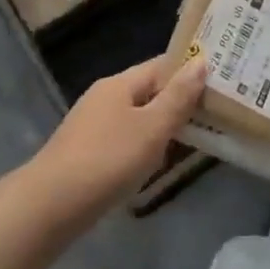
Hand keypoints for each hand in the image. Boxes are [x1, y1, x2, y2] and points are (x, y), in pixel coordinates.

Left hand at [29, 55, 207, 222]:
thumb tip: (200, 63)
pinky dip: (143, 145)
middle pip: (148, 90)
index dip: (188, 70)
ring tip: (192, 139)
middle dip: (177, 100)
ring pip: (136, 116)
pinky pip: (124, 138)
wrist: (51, 205)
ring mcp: (92, 124)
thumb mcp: (151, 129)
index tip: (218, 79)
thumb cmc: (108, 160)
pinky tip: (153, 163)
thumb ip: (177, 98)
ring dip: (161, 125)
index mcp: (119, 84)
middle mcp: (104, 96)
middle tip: (213, 112)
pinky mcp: (86, 152)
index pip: (160, 65)